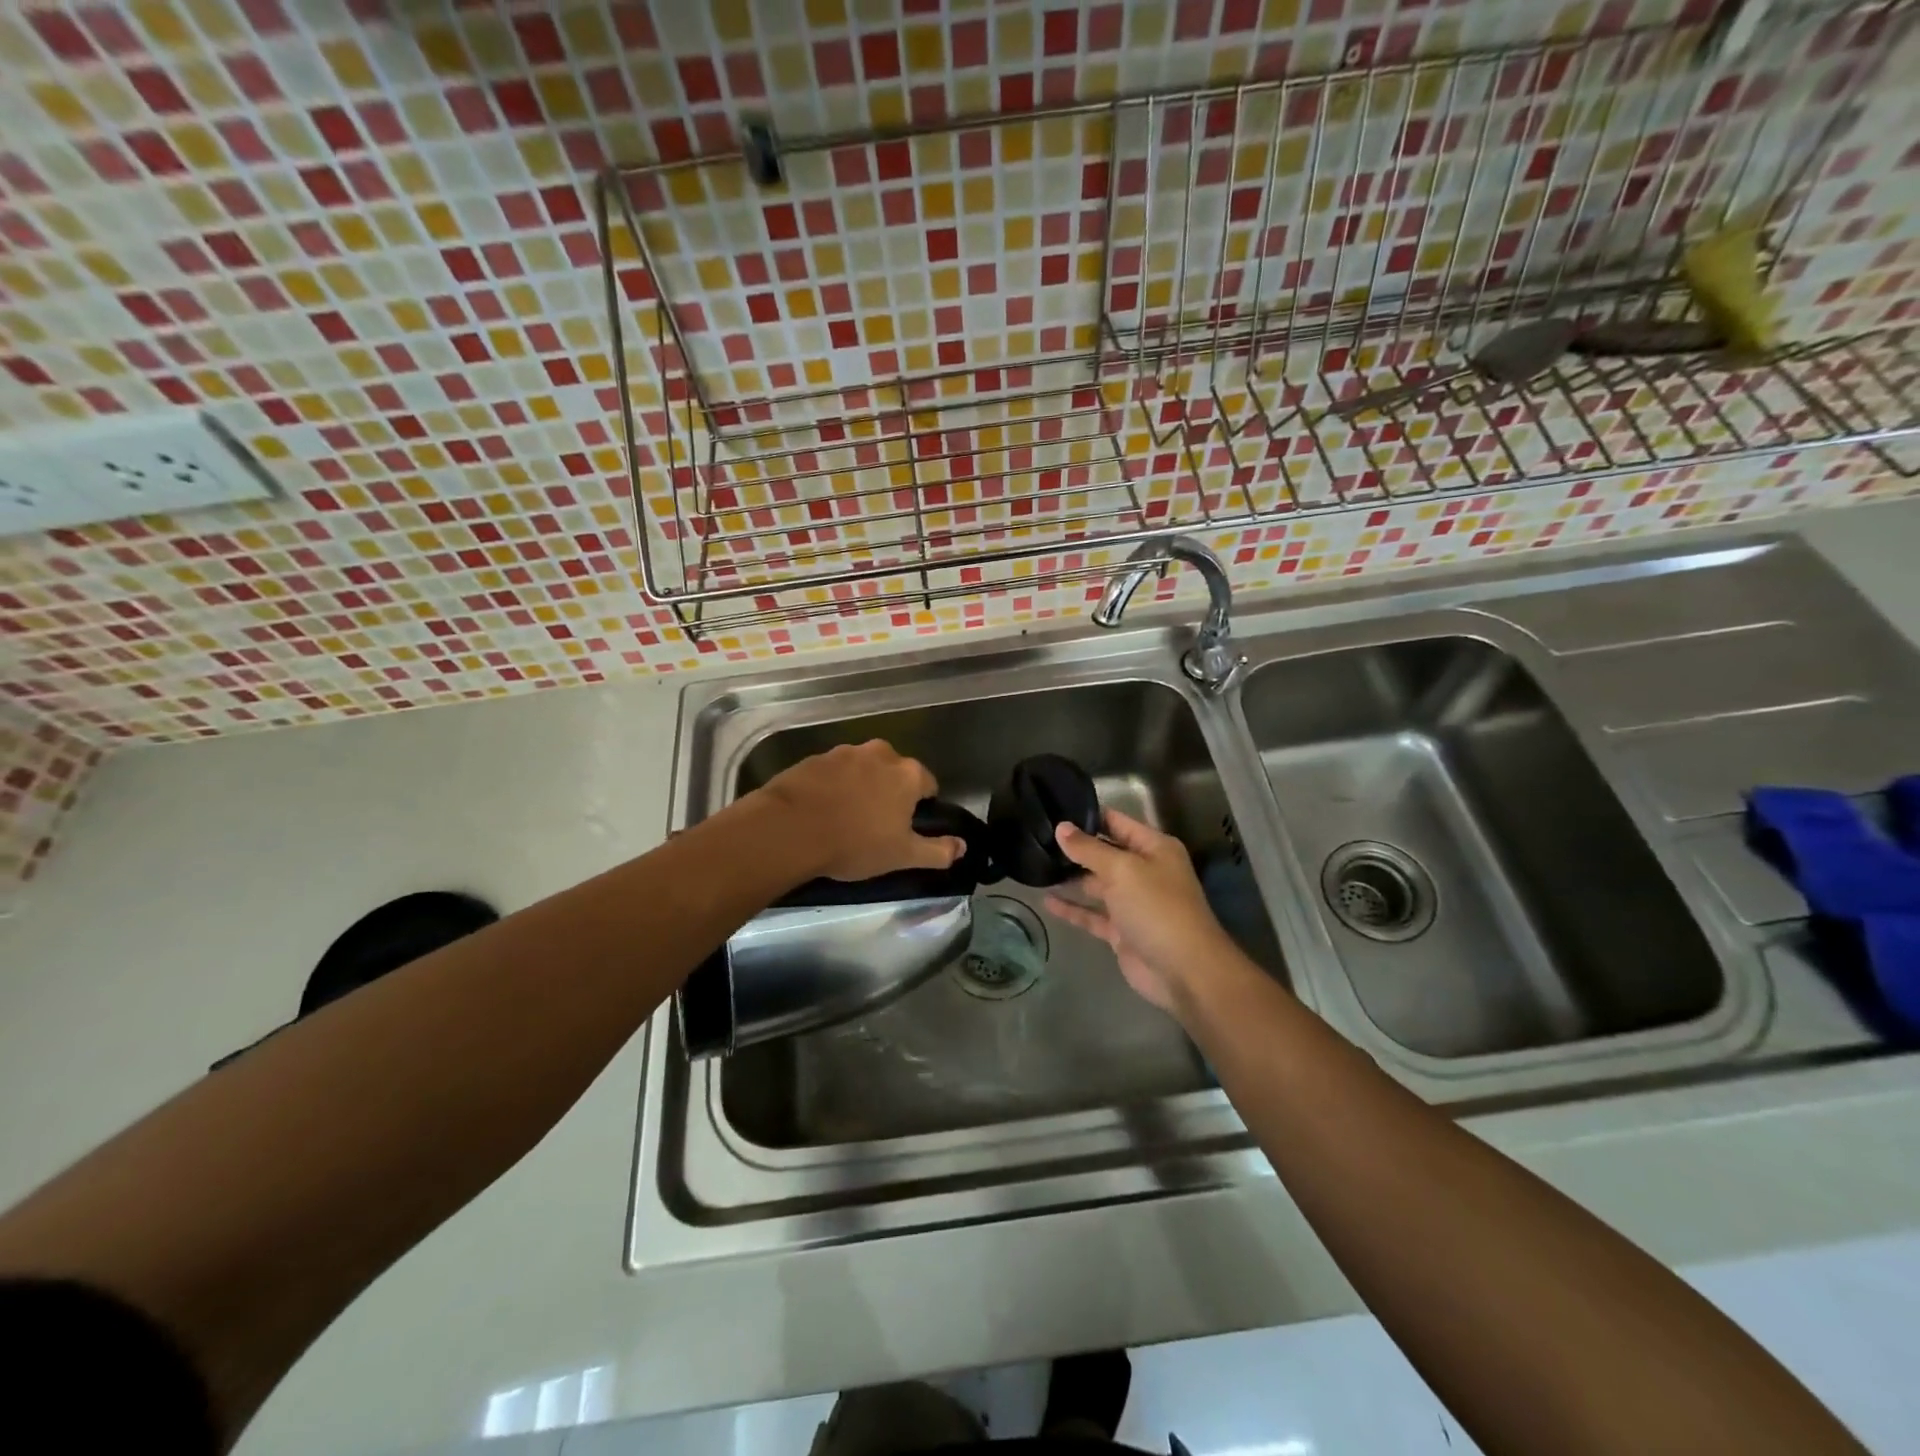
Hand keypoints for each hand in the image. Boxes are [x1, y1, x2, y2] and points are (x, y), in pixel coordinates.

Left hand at [754, 740, 965, 882]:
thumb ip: (937, 850)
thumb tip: (962, 846)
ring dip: (861, 787)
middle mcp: (880, 754)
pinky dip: (833, 786)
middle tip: (877, 824)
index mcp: (908, 773)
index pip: (928, 784)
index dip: (921, 806)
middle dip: (890, 793)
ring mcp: (844, 752)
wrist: (790, 829)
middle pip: (895, 772)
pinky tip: (822, 811)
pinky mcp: (814, 758)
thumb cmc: (855, 843)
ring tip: (846, 818)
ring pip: (863, 770)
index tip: (906, 827)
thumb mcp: (902, 856)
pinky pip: (834, 772)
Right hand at [1044, 809, 1245, 1014]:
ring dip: (1071, 877)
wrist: (1183, 971)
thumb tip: (1062, 827)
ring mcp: (1132, 902)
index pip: (1117, 822)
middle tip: (1038, 836)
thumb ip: (1089, 849)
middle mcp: (1144, 871)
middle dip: (1075, 846)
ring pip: (1096, 884)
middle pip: (1105, 852)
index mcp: (1154, 848)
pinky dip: (1072, 908)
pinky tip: (1047, 901)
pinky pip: (1092, 914)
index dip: (1088, 815)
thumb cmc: (1157, 907)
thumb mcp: (1122, 870)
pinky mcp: (1121, 930)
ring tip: (1036, 865)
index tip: (1054, 808)